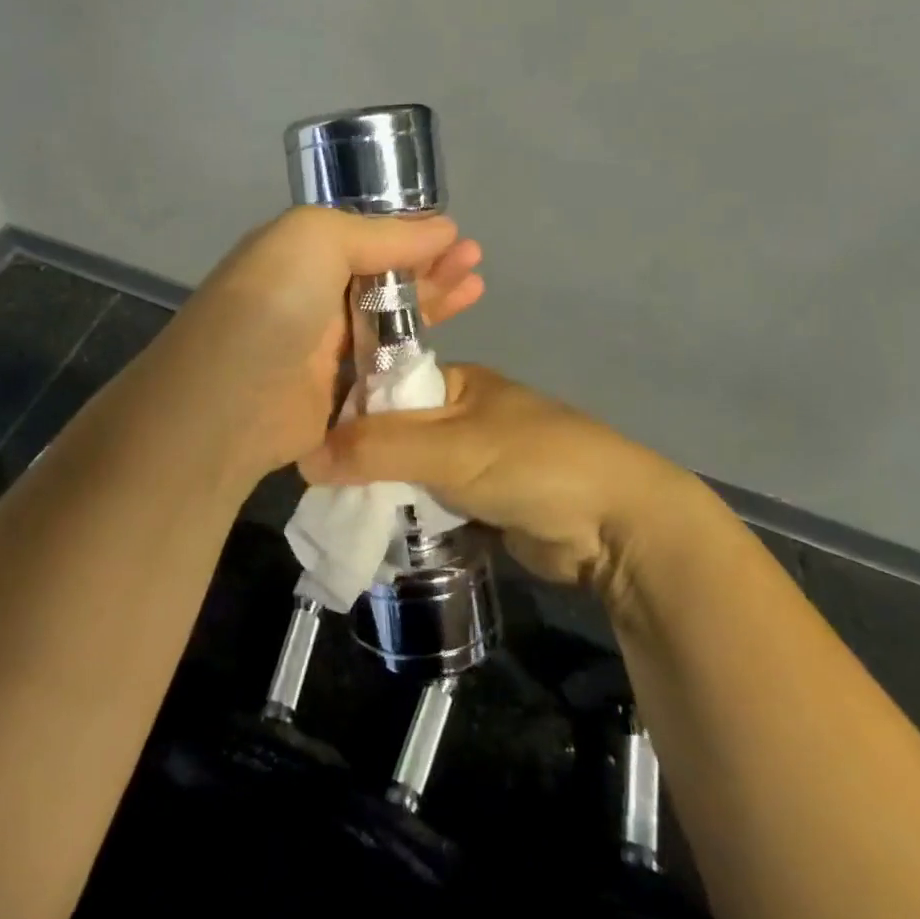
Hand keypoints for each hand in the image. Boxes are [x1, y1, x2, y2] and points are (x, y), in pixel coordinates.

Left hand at [143, 207, 484, 483]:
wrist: (228, 403)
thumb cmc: (272, 305)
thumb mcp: (314, 238)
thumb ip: (377, 233)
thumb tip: (440, 227)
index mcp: (297, 253)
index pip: (362, 234)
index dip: (408, 231)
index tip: (453, 234)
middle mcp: (309, 294)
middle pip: (381, 274)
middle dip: (429, 263)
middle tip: (475, 260)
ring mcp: (322, 347)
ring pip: (387, 318)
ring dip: (431, 301)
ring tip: (477, 286)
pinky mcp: (336, 392)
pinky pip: (383, 364)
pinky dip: (417, 351)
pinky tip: (451, 338)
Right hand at [300, 365, 698, 587]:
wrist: (617, 525)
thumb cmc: (532, 463)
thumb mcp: (450, 448)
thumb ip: (379, 448)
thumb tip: (303, 456)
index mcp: (454, 383)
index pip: (383, 389)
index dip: (345, 413)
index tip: (302, 441)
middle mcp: (460, 416)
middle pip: (393, 435)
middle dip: (360, 461)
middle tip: (315, 491)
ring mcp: (473, 462)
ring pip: (410, 474)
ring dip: (382, 494)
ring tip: (333, 517)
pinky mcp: (483, 504)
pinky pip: (431, 506)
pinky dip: (408, 519)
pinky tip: (373, 535)